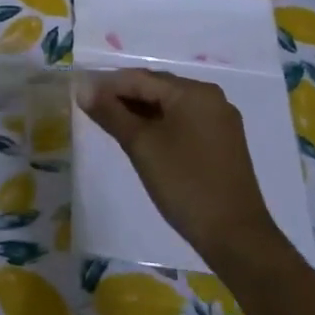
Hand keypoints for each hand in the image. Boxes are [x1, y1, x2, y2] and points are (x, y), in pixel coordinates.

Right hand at [78, 67, 281, 261]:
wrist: (235, 236)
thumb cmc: (184, 183)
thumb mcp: (141, 145)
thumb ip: (110, 113)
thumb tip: (82, 88)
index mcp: (194, 92)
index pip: (140, 78)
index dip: (107, 85)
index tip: (79, 95)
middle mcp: (211, 98)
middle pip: (156, 88)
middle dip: (123, 97)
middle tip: (91, 111)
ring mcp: (220, 121)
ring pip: (169, 106)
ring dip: (139, 112)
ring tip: (110, 124)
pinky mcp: (222, 142)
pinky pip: (183, 122)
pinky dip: (159, 126)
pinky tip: (140, 139)